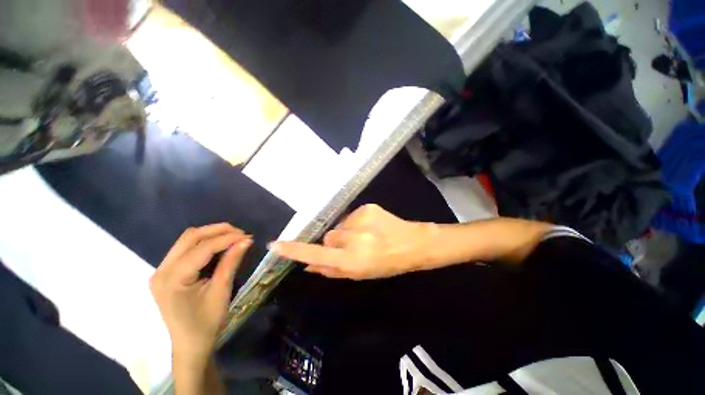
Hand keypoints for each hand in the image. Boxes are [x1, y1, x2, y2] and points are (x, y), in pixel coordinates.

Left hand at [149, 224, 251, 359]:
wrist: (190, 344)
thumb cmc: (206, 322)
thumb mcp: (221, 291)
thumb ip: (231, 262)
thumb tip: (246, 240)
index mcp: (173, 279)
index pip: (202, 248)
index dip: (226, 238)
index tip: (248, 236)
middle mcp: (161, 270)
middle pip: (190, 237)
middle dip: (218, 231)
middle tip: (241, 233)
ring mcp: (161, 270)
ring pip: (187, 240)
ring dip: (211, 234)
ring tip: (233, 237)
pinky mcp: (166, 272)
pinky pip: (185, 248)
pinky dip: (205, 242)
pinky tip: (219, 246)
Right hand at [271, 204, 435, 279]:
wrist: (413, 243)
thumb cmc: (387, 264)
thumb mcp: (360, 274)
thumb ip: (332, 270)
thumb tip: (308, 266)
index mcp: (353, 259)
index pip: (317, 254)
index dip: (296, 250)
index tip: (276, 245)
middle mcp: (354, 238)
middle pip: (329, 237)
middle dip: (335, 243)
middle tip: (353, 247)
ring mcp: (361, 219)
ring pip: (340, 226)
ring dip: (346, 233)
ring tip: (365, 237)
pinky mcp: (367, 207)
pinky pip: (351, 216)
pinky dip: (356, 223)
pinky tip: (371, 227)